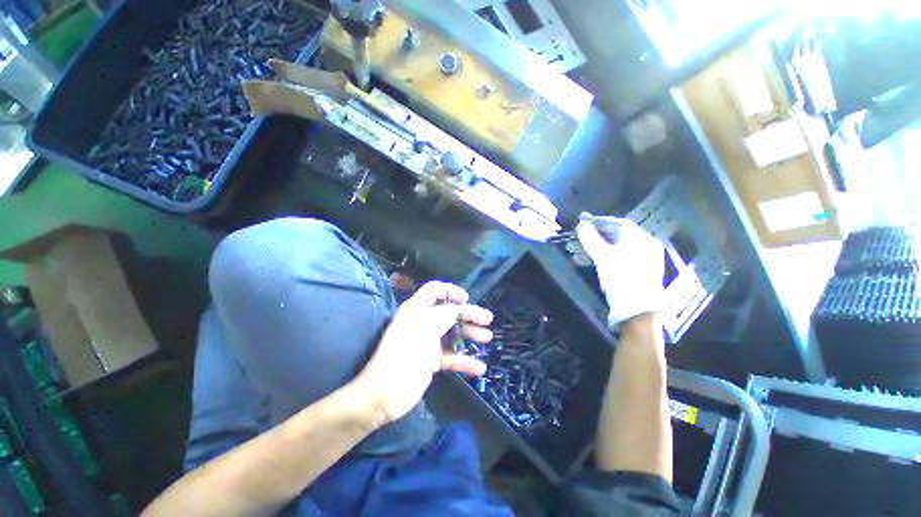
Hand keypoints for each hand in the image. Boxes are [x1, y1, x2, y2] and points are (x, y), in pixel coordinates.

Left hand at [354, 281, 492, 422]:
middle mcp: (423, 323)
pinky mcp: (431, 361)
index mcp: (416, 310)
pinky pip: (451, 356)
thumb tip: (457, 309)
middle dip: (469, 314)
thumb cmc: (402, 357)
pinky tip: (479, 367)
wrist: (384, 395)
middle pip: (449, 312)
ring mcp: (428, 342)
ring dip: (470, 334)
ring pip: (453, 333)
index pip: (434, 291)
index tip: (466, 299)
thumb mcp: (424, 331)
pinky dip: (465, 361)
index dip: (450, 291)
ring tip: (487, 338)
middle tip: (487, 319)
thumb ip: (443, 316)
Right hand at [574, 213, 664, 328]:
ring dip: (590, 248)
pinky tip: (581, 261)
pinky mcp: (631, 273)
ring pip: (610, 249)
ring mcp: (638, 261)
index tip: (580, 220)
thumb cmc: (622, 278)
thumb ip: (590, 238)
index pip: (617, 223)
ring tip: (571, 251)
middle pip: (612, 236)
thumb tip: (581, 223)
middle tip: (573, 237)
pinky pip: (612, 260)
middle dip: (590, 237)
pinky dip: (597, 258)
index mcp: (640, 239)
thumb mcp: (603, 256)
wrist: (637, 312)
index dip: (597, 221)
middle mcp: (642, 247)